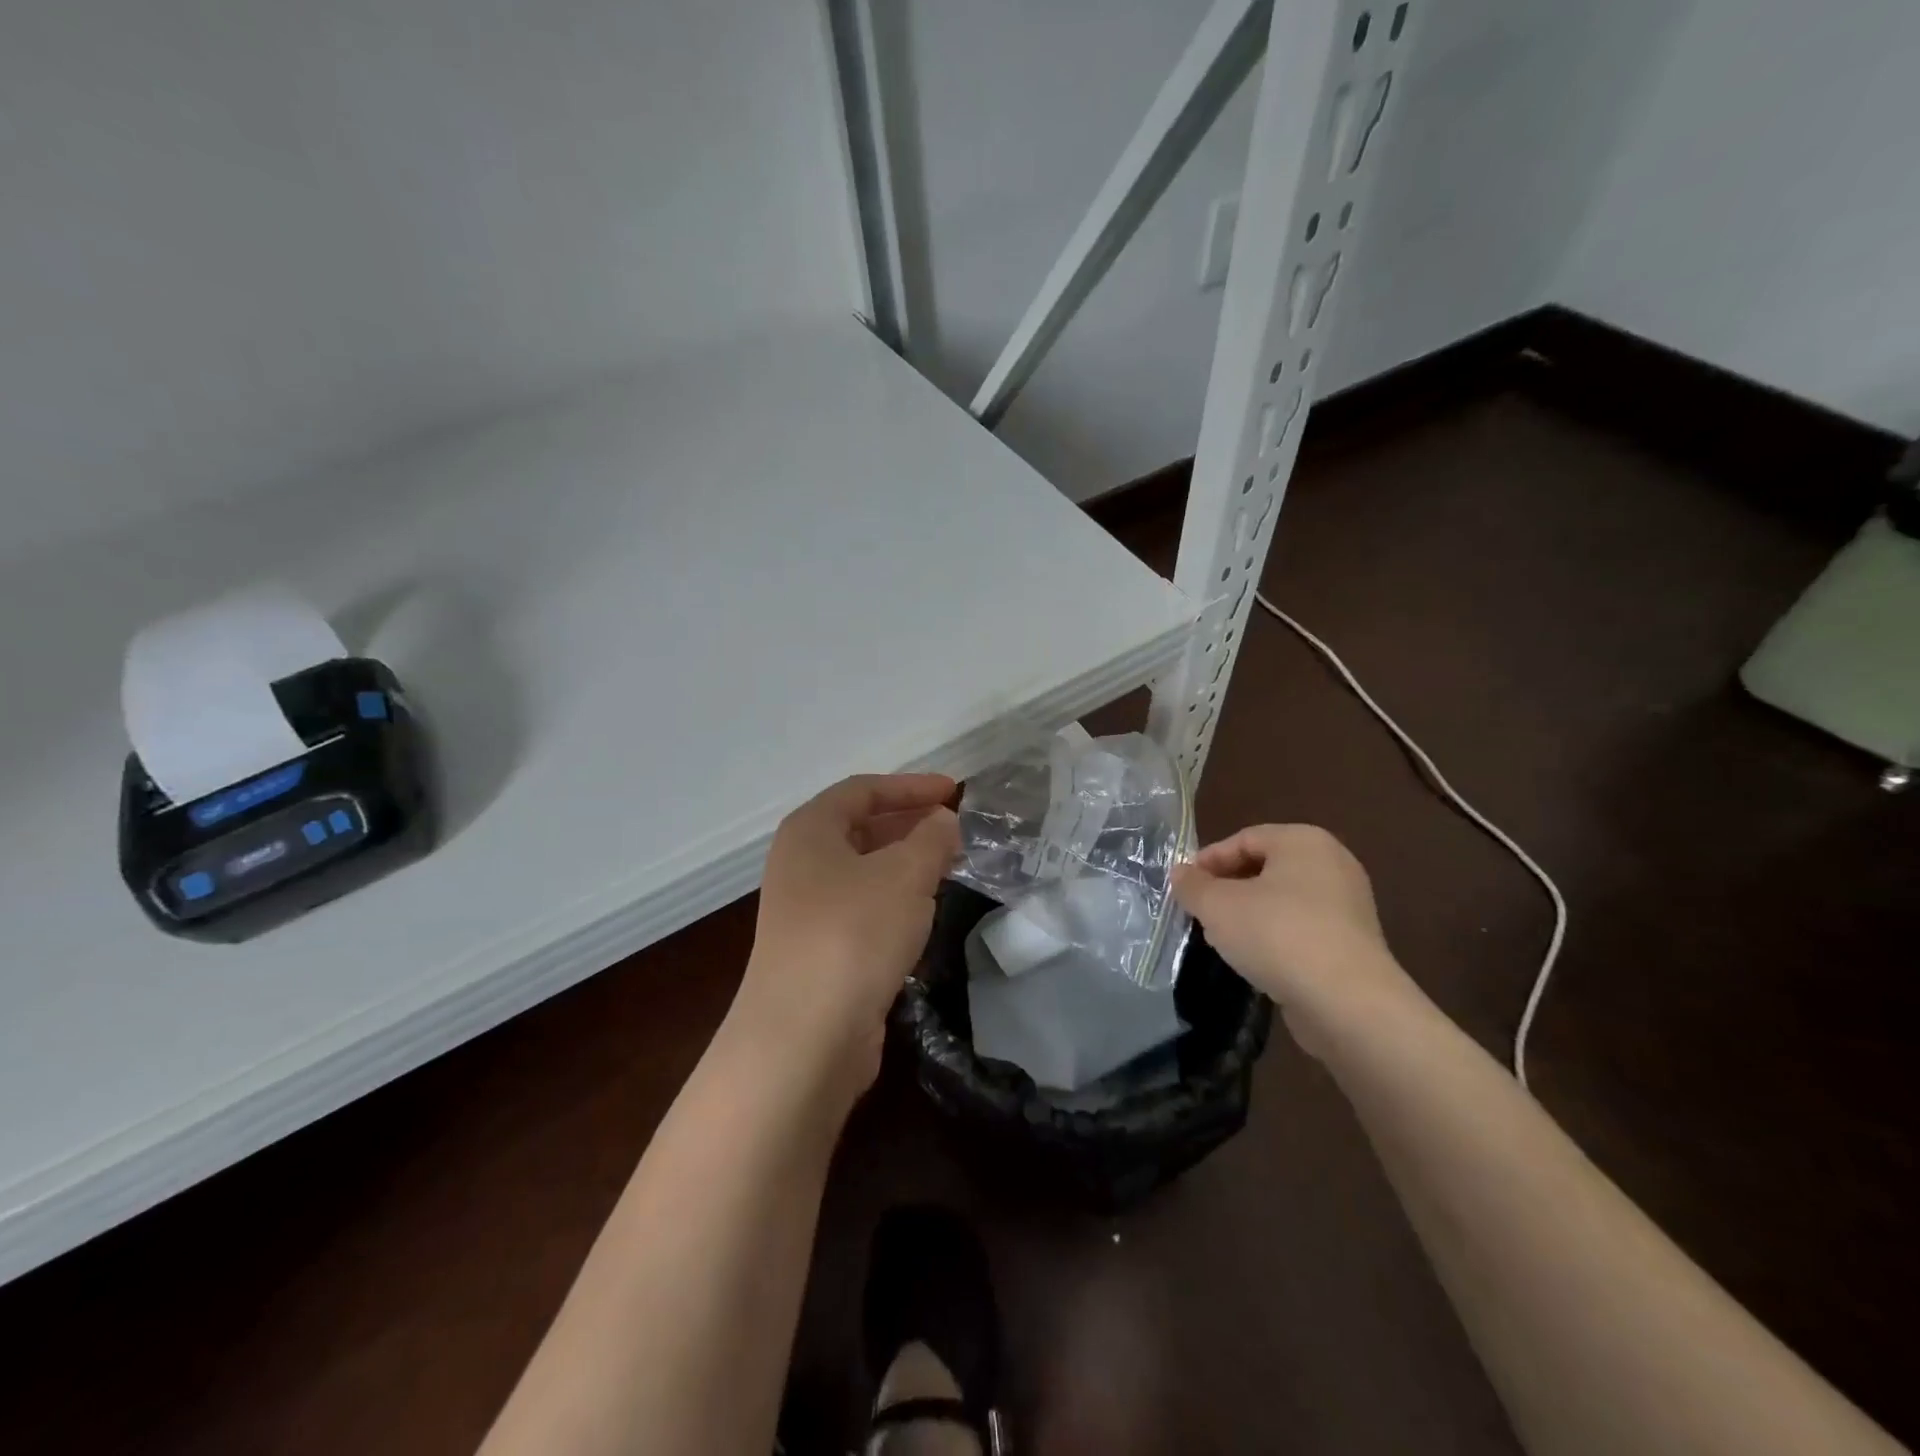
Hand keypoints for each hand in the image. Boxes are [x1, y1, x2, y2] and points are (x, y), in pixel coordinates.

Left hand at [731, 773, 959, 1101]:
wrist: (804, 1037)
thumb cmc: (854, 934)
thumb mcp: (905, 874)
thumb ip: (932, 839)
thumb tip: (944, 821)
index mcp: (810, 830)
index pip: (863, 790)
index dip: (911, 786)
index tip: (955, 791)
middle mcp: (800, 864)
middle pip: (860, 828)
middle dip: (909, 824)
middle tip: (954, 830)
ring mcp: (805, 911)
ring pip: (863, 872)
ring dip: (904, 865)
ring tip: (947, 868)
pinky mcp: (818, 952)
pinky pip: (862, 910)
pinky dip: (894, 902)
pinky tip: (922, 915)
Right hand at [1172, 824, 1421, 1054]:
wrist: (1347, 1003)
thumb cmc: (1277, 934)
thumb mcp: (1218, 906)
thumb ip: (1193, 885)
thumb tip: (1181, 873)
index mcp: (1303, 841)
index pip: (1243, 839)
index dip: (1208, 861)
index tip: (1184, 888)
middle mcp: (1331, 864)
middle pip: (1264, 868)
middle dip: (1227, 889)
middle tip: (1200, 913)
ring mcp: (1347, 905)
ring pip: (1282, 901)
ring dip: (1248, 916)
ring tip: (1221, 940)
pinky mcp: (1352, 944)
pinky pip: (1301, 929)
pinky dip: (1275, 938)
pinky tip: (1254, 961)